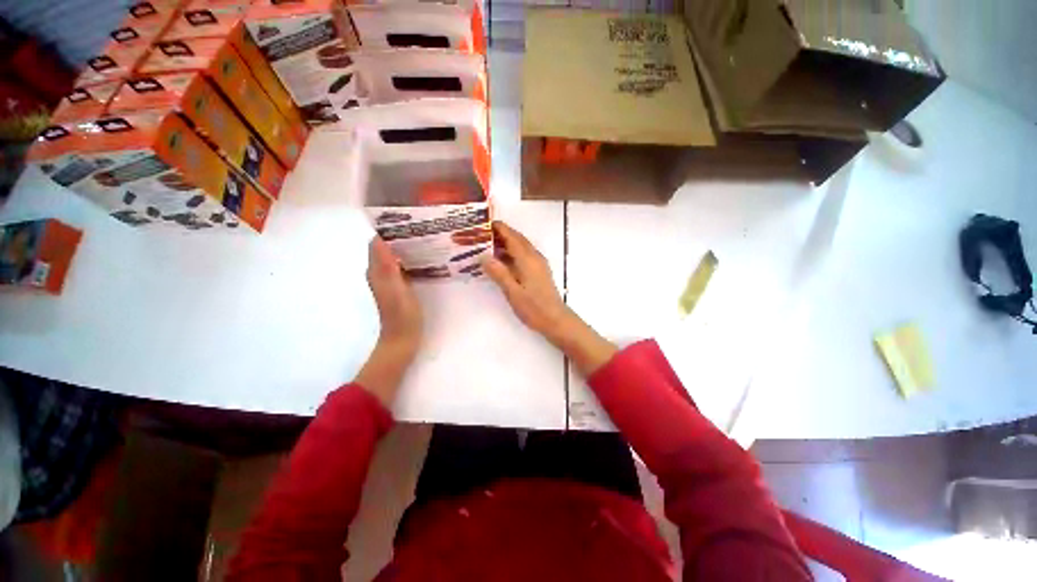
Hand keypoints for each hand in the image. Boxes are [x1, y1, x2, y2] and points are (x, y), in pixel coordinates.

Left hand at [367, 236, 422, 356]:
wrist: (403, 338)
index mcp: (377, 270)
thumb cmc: (401, 314)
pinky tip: (428, 256)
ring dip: (408, 246)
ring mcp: (391, 279)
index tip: (408, 220)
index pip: (379, 241)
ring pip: (397, 255)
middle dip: (402, 235)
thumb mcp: (395, 288)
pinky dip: (413, 258)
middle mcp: (381, 271)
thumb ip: (387, 266)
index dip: (390, 229)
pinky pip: (404, 265)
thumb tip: (379, 238)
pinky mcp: (401, 285)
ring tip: (428, 237)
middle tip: (423, 227)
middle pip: (388, 247)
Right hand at [482, 221, 616, 374]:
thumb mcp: (512, 292)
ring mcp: (538, 264)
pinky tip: (501, 261)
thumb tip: (483, 255)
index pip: (511, 236)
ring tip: (487, 245)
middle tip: (481, 234)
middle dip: (501, 233)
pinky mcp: (538, 271)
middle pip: (517, 239)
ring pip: (520, 246)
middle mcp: (534, 257)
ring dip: (506, 243)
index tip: (483, 223)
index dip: (498, 228)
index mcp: (527, 259)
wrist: (555, 319)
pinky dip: (511, 253)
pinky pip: (523, 255)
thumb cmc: (534, 307)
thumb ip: (498, 273)